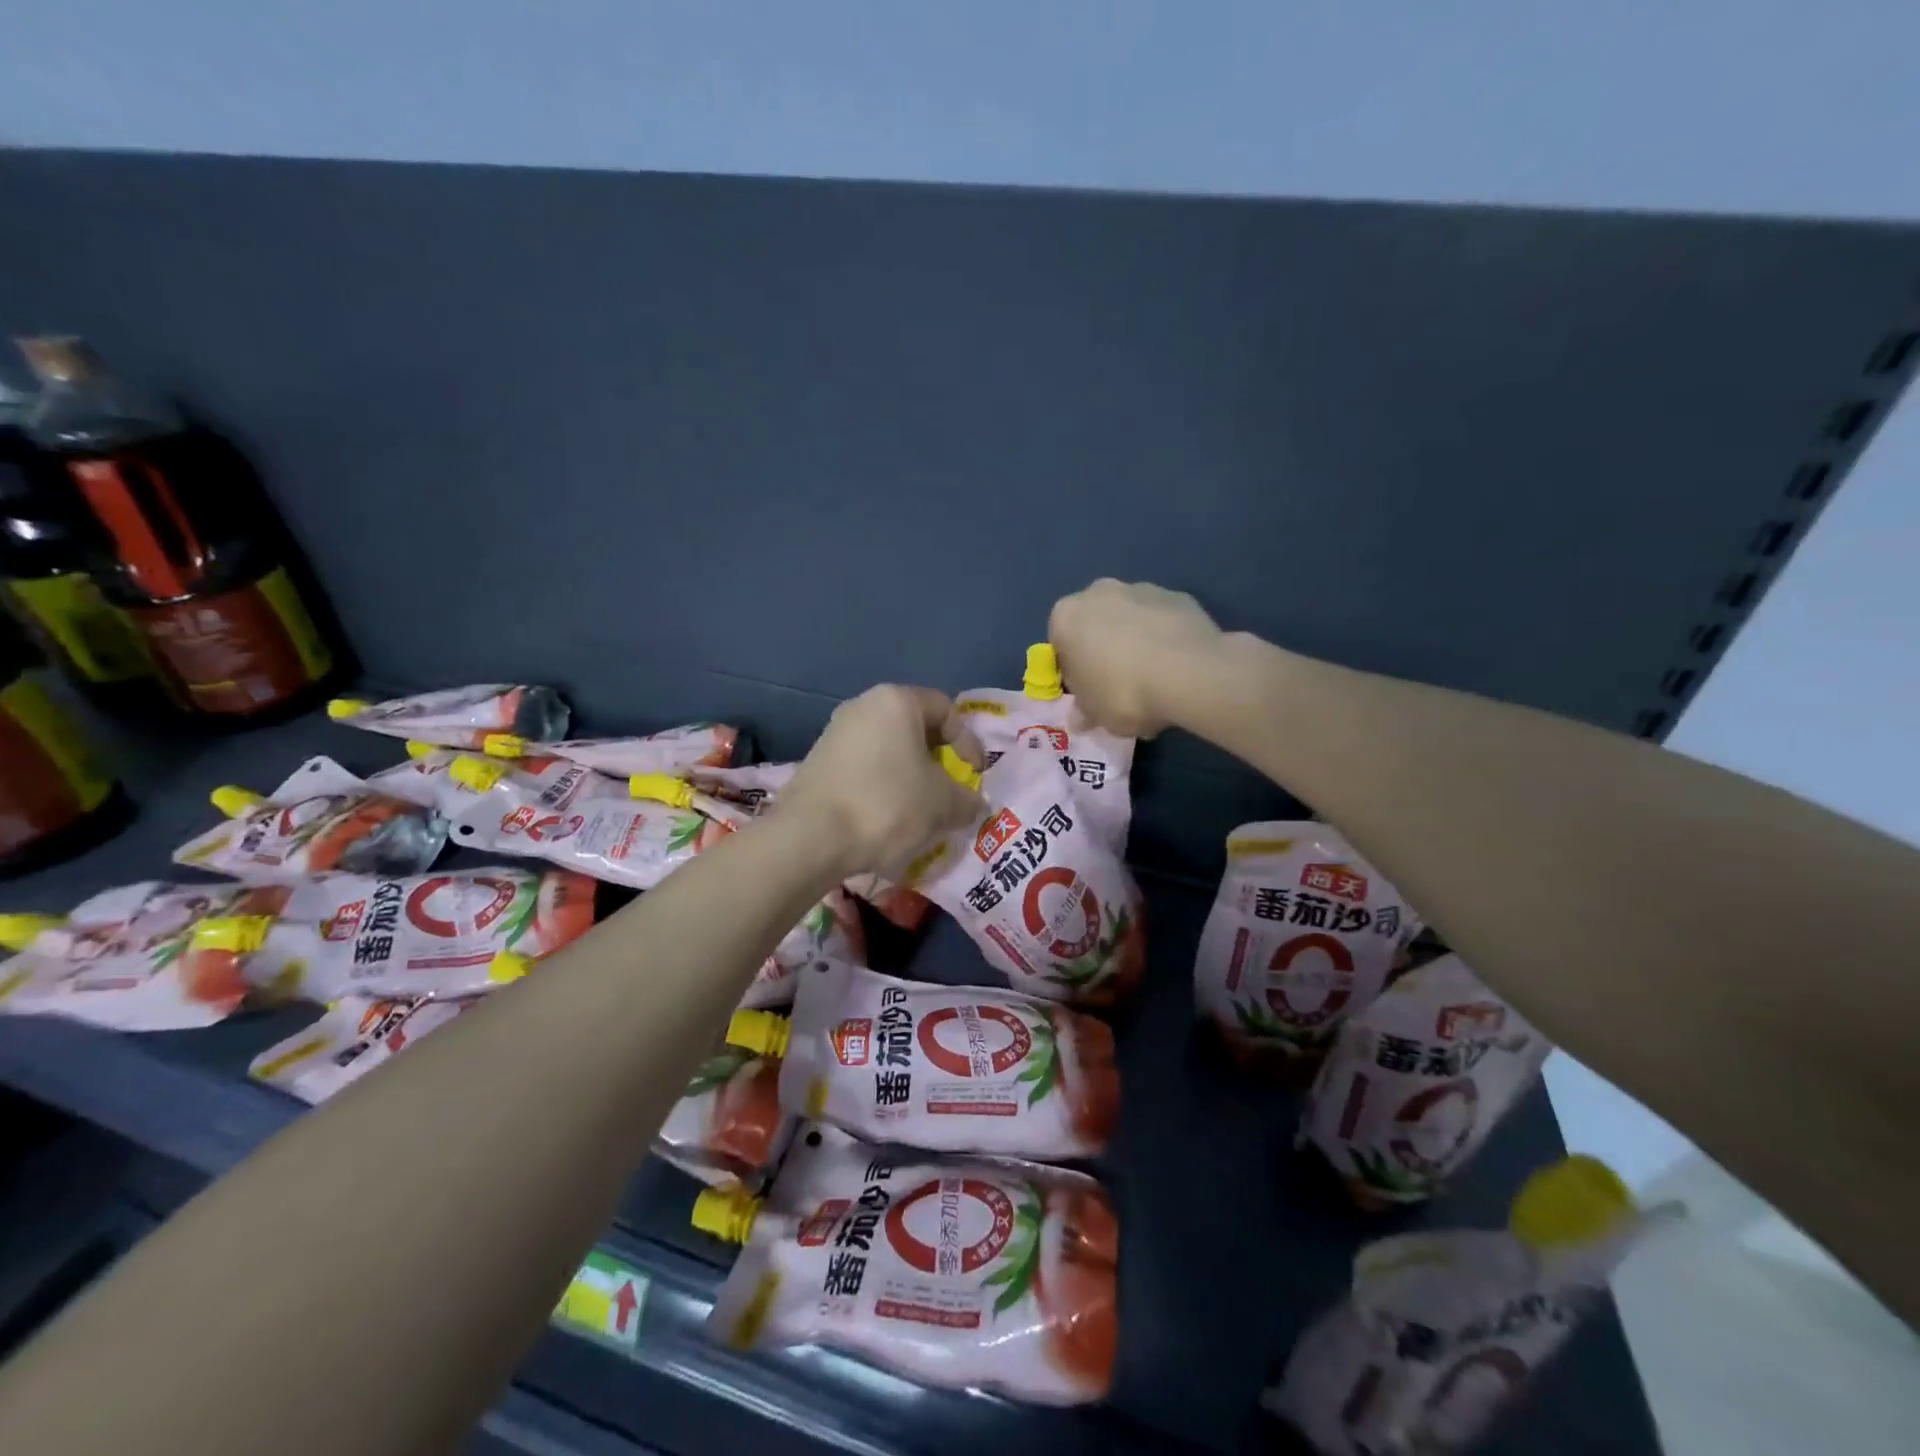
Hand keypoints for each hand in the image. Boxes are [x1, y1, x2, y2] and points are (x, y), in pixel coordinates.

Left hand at [779, 685, 985, 877]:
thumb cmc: (887, 805)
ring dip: (909, 776)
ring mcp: (834, 733)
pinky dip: (881, 787)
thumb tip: (973, 803)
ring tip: (919, 811)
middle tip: (948, 792)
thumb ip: (967, 799)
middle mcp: (862, 707)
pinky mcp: (817, 762)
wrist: (810, 838)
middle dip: (937, 760)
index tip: (974, 775)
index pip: (946, 710)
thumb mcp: (942, 805)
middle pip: (914, 727)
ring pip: (887, 749)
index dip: (968, 742)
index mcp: (896, 702)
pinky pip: (863, 768)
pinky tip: (885, 818)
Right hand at [1049, 579, 1224, 736]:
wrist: (1189, 673)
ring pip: (1130, 620)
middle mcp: (1099, 592)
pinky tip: (1177, 668)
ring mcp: (1141, 589)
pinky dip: (1165, 639)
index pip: (1060, 645)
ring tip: (1154, 679)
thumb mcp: (1095, 713)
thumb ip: (1084, 710)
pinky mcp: (1178, 596)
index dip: (1073, 672)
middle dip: (1103, 650)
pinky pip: (1162, 621)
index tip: (1089, 693)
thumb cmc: (1123, 692)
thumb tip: (1080, 717)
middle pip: (1094, 625)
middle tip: (1119, 685)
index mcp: (1066, 616)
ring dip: (1135, 641)